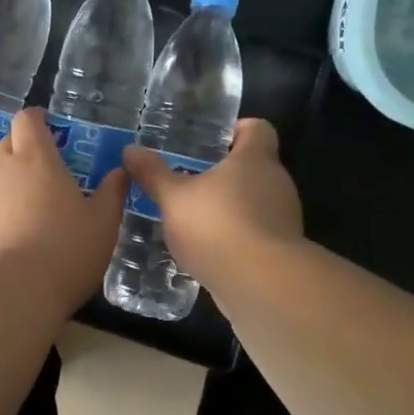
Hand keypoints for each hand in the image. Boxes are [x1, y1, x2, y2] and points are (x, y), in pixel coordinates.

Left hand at [0, 108, 127, 311]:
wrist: (11, 293)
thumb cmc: (66, 249)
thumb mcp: (104, 222)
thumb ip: (113, 192)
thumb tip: (120, 171)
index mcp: (36, 159)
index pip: (27, 120)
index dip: (37, 118)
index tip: (51, 126)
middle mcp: (4, 171)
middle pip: (9, 144)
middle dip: (26, 147)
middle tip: (50, 166)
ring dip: (15, 182)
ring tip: (39, 205)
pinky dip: (5, 210)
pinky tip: (21, 234)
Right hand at [122, 119, 302, 287]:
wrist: (262, 286)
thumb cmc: (218, 226)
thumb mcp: (174, 198)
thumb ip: (153, 174)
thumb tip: (130, 150)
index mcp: (255, 159)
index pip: (258, 128)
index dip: (236, 130)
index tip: (211, 141)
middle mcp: (276, 183)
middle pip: (254, 166)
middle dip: (224, 173)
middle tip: (189, 179)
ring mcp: (283, 218)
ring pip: (255, 202)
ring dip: (229, 207)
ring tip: (193, 217)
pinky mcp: (281, 251)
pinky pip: (256, 233)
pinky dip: (235, 236)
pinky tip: (207, 250)